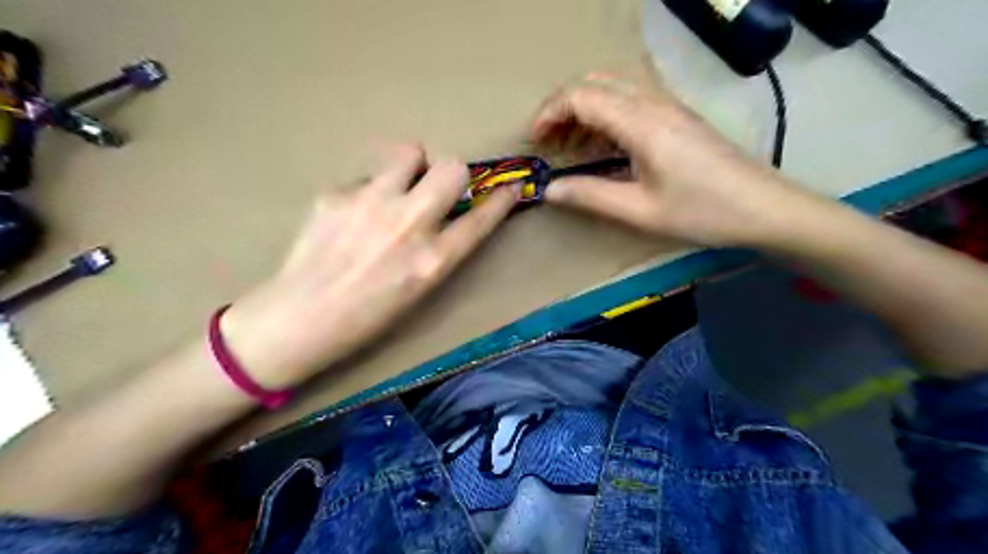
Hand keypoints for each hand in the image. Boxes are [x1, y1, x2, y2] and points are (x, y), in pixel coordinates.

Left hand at [216, 143, 516, 389]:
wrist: (300, 317)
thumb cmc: (367, 317)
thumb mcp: (419, 290)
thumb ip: (439, 249)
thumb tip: (448, 214)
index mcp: (433, 260)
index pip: (481, 218)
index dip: (501, 200)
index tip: (509, 188)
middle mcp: (409, 224)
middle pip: (452, 168)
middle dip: (453, 175)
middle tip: (436, 189)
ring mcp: (371, 203)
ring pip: (409, 153)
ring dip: (412, 168)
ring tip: (395, 190)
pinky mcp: (336, 193)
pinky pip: (367, 177)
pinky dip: (369, 191)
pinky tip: (352, 216)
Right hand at [533, 74, 809, 245]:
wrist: (764, 207)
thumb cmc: (702, 212)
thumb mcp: (640, 211)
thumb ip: (590, 196)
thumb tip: (549, 190)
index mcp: (641, 122)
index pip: (581, 95)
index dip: (549, 113)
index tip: (535, 142)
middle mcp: (653, 102)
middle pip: (594, 82)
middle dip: (562, 107)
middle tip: (550, 143)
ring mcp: (668, 105)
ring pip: (612, 87)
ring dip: (583, 109)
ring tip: (570, 146)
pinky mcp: (677, 115)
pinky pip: (630, 99)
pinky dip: (605, 114)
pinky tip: (603, 145)